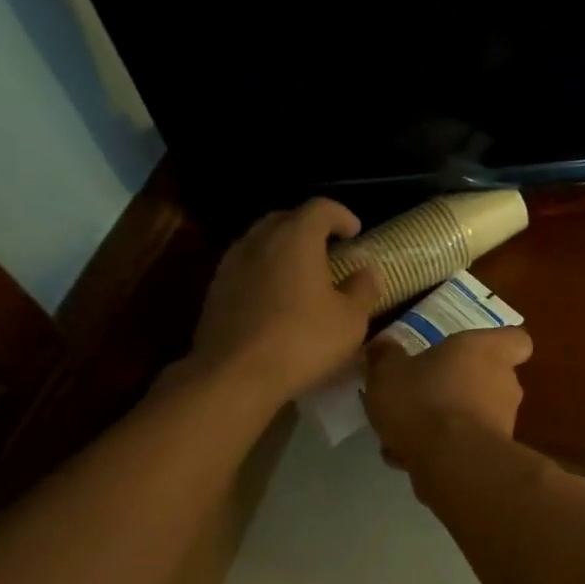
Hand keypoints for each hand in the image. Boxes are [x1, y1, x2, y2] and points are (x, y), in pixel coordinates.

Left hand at [188, 199, 380, 401]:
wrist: (234, 375)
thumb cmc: (302, 341)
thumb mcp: (350, 320)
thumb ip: (363, 289)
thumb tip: (368, 272)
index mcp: (296, 238)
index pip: (321, 207)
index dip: (341, 215)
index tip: (355, 232)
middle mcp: (260, 240)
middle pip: (286, 218)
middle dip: (310, 228)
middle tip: (330, 249)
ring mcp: (232, 264)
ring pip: (262, 242)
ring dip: (284, 250)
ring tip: (303, 274)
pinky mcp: (216, 290)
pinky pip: (246, 267)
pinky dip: (265, 271)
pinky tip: (277, 298)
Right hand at [364, 327, 533, 469]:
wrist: (452, 462)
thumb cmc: (424, 400)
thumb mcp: (388, 372)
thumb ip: (386, 357)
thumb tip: (384, 346)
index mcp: (486, 350)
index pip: (516, 340)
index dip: (497, 345)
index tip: (471, 353)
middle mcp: (504, 382)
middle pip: (489, 379)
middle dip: (458, 389)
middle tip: (423, 395)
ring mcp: (504, 421)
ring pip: (473, 415)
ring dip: (445, 423)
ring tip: (404, 434)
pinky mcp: (495, 455)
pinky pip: (465, 446)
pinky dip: (442, 451)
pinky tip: (408, 459)